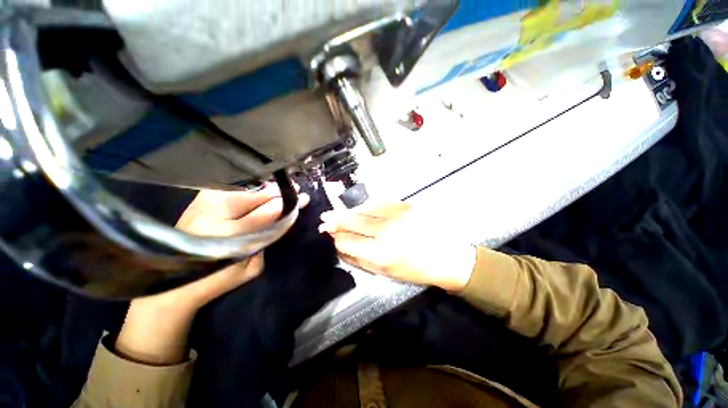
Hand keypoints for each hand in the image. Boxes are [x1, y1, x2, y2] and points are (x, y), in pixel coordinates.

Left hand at [115, 184, 308, 364]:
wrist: (174, 282)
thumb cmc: (217, 280)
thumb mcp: (251, 268)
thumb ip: (267, 241)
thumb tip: (280, 217)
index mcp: (229, 236)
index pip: (267, 214)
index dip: (287, 205)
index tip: (303, 198)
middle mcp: (214, 215)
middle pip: (256, 197)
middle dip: (278, 194)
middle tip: (296, 189)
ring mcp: (203, 204)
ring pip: (243, 190)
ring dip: (265, 190)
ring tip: (279, 190)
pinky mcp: (197, 201)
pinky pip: (230, 189)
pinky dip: (248, 189)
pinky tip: (259, 190)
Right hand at [319, 202, 476, 291]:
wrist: (448, 257)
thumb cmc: (415, 270)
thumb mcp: (385, 272)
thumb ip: (359, 259)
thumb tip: (340, 246)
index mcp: (380, 254)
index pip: (347, 241)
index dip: (336, 238)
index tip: (330, 236)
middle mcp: (385, 231)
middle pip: (352, 222)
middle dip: (335, 221)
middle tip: (324, 218)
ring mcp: (397, 215)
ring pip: (364, 209)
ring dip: (349, 212)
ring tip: (337, 213)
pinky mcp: (406, 205)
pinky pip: (379, 203)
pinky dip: (366, 206)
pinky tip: (359, 208)